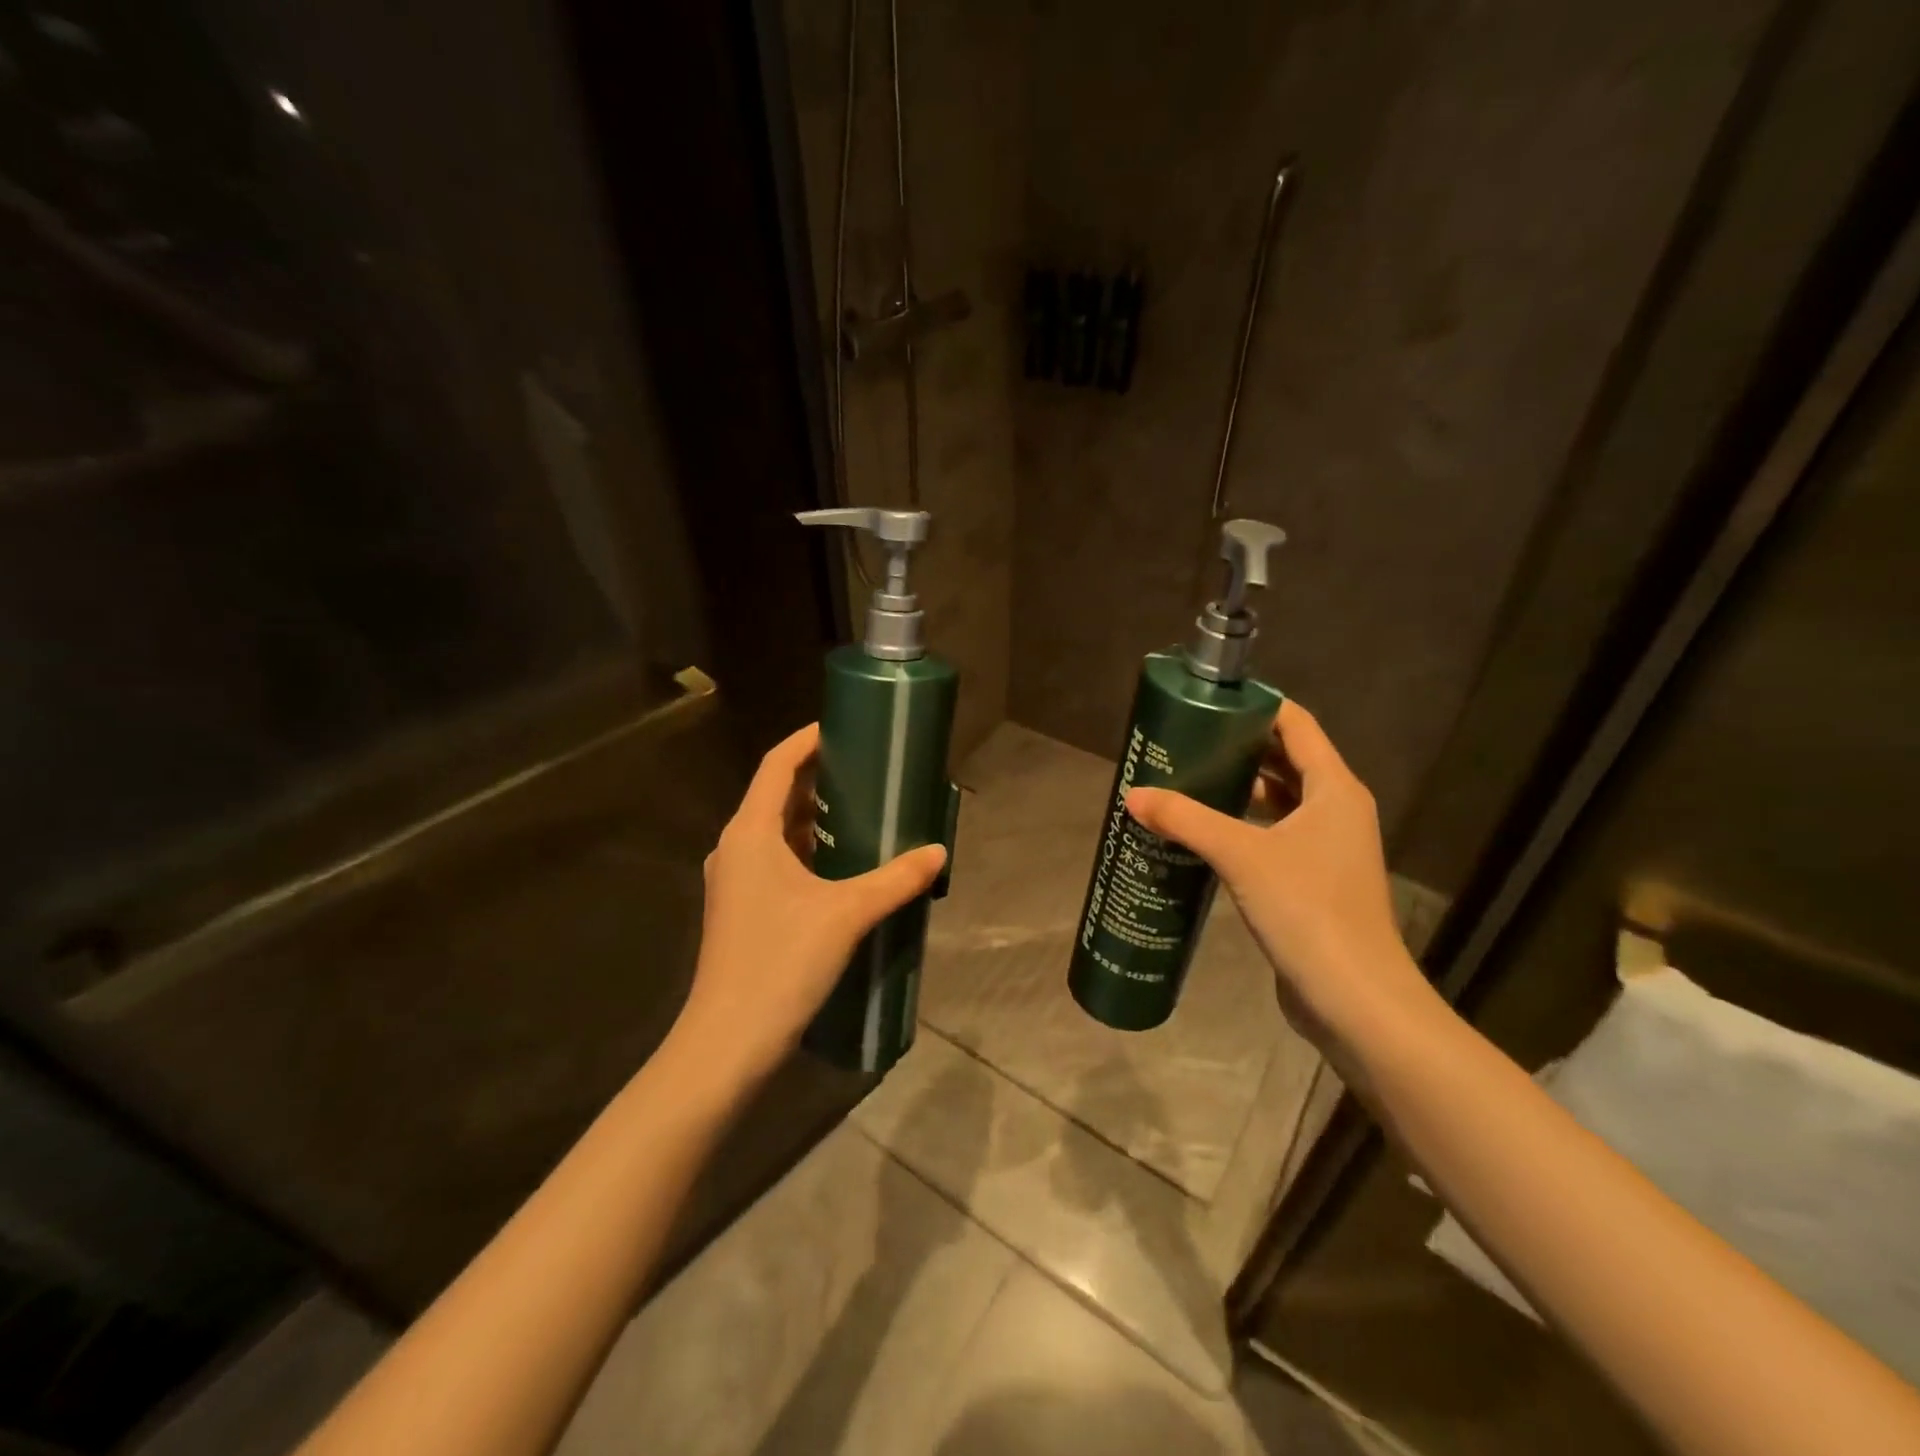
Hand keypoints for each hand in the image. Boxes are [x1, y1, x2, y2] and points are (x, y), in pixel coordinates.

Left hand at [676, 723, 946, 1083]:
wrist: (728, 1041)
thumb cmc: (780, 962)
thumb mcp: (847, 914)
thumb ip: (896, 879)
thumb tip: (938, 853)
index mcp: (750, 832)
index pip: (777, 765)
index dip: (807, 739)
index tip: (843, 726)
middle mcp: (736, 848)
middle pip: (776, 795)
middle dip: (819, 778)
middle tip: (866, 770)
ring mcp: (735, 880)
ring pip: (777, 831)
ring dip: (815, 818)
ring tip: (863, 812)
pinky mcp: (743, 909)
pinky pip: (777, 861)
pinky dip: (808, 851)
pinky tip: (844, 867)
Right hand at [1126, 701, 1436, 1051]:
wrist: (1355, 997)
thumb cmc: (1308, 909)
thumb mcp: (1241, 855)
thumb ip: (1186, 820)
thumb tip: (1134, 796)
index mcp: (1334, 789)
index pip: (1297, 725)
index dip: (1257, 707)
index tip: (1210, 702)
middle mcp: (1338, 810)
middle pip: (1288, 760)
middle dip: (1240, 747)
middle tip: (1188, 741)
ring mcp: (1329, 848)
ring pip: (1282, 801)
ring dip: (1241, 789)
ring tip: (1190, 780)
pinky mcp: (1315, 881)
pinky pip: (1277, 835)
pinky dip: (1246, 825)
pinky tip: (1206, 834)